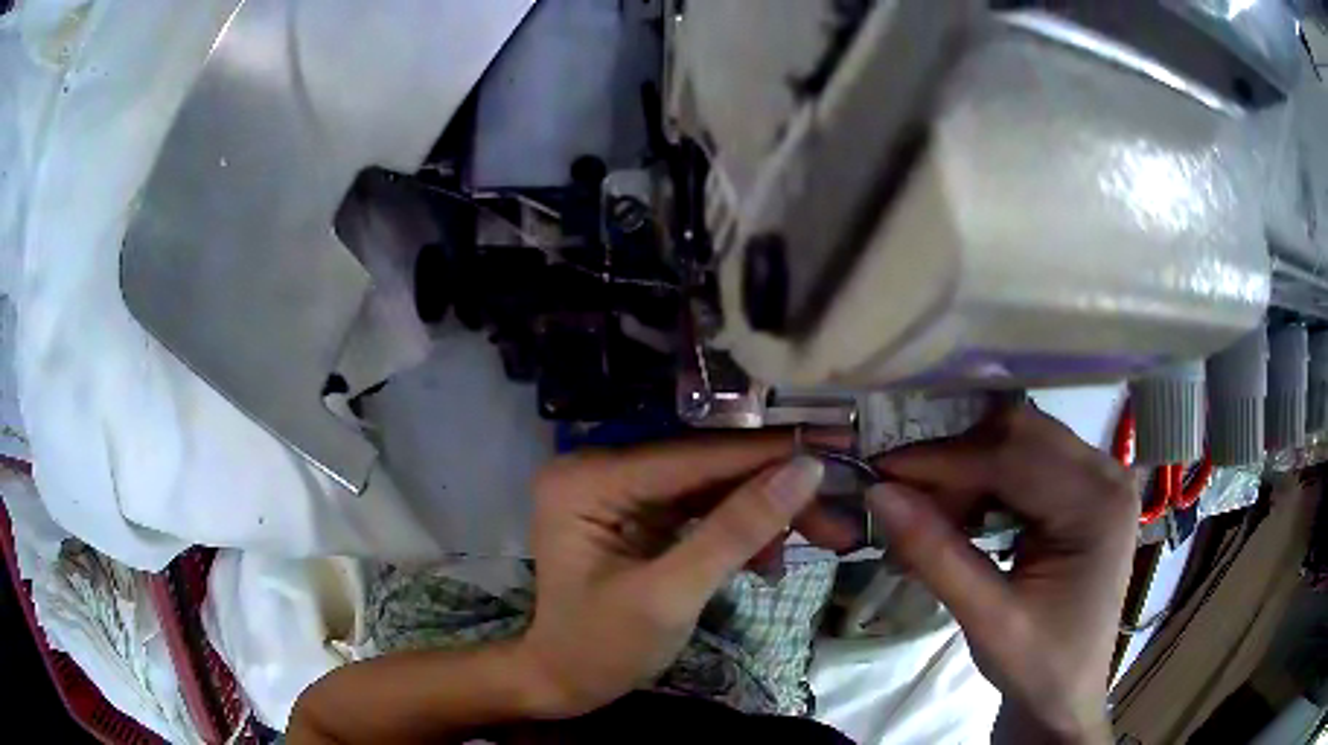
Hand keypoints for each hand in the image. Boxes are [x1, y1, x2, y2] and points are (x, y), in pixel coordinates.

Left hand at [513, 434, 828, 717]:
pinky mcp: (635, 513)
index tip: (836, 447)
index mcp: (590, 479)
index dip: (769, 453)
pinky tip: (768, 560)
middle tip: (836, 512)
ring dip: (763, 515)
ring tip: (819, 539)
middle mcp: (600, 469)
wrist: (565, 682)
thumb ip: (736, 531)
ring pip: (711, 488)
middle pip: (706, 469)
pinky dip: (738, 532)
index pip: (694, 456)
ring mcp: (617, 490)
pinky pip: (699, 509)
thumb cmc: (603, 648)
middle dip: (774, 492)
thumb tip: (805, 470)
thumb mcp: (672, 596)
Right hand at [865, 406, 1136, 743]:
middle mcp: (1106, 474)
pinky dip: (985, 485)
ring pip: (1019, 443)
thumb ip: (936, 554)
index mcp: (1098, 504)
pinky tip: (962, 519)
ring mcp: (1099, 478)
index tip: (882, 473)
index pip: (1014, 456)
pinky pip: (1027, 463)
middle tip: (905, 502)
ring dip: (967, 474)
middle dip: (956, 464)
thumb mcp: (987, 619)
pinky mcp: (1085, 490)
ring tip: (930, 520)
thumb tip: (878, 493)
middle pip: (1019, 435)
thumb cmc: (1038, 665)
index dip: (944, 460)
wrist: (1068, 694)